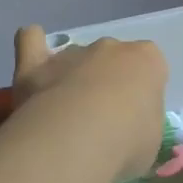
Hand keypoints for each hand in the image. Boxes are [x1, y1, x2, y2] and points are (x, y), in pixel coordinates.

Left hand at [12, 26, 167, 182]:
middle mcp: (110, 48)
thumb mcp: (151, 141)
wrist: (78, 138)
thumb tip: (127, 132)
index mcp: (147, 61)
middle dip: (107, 84)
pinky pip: (31, 40)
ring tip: (65, 118)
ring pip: (75, 58)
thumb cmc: (127, 141)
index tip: (135, 120)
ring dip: (73, 79)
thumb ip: (141, 125)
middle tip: (100, 123)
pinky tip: (34, 68)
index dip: (142, 94)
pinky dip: (32, 46)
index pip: (150, 68)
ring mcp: (72, 53)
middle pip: (111, 60)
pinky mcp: (36, 63)